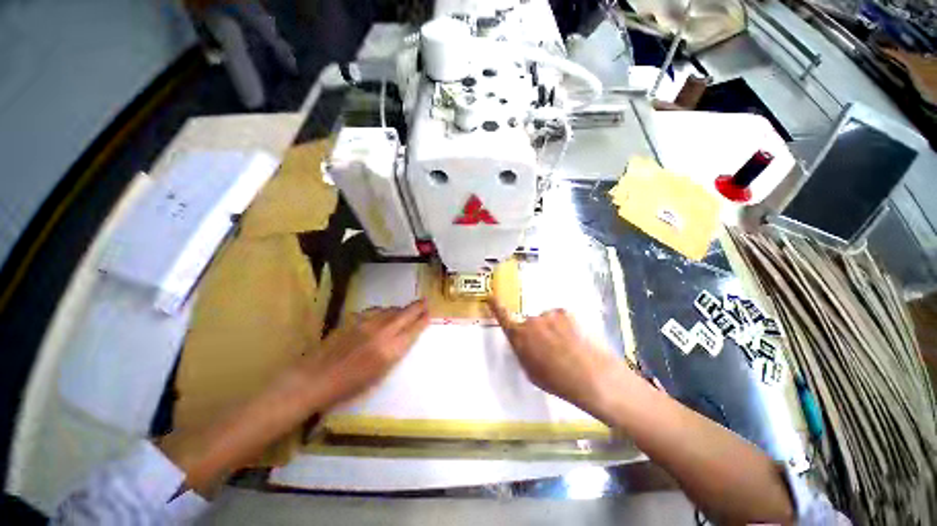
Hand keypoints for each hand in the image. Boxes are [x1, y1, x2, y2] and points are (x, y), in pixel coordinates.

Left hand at [294, 299, 429, 409]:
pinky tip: (382, 315)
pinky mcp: (354, 319)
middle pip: (405, 314)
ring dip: (399, 310)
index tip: (429, 314)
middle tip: (424, 302)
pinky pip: (375, 311)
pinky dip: (383, 312)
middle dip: (417, 307)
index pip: (413, 330)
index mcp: (390, 350)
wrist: (316, 378)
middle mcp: (382, 332)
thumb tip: (402, 340)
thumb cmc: (349, 386)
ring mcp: (367, 323)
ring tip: (404, 311)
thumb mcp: (379, 375)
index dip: (422, 321)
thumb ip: (393, 353)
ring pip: (390, 310)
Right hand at [489, 298, 626, 417]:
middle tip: (553, 349)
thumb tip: (524, 342)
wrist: (591, 376)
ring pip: (547, 320)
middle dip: (538, 333)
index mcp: (519, 338)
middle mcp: (530, 322)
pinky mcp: (565, 312)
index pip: (503, 318)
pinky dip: (566, 326)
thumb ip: (523, 352)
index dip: (496, 306)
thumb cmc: (558, 381)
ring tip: (569, 347)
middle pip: (531, 323)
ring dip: (554, 329)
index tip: (490, 296)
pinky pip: (561, 318)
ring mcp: (548, 315)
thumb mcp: (531, 372)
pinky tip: (576, 339)